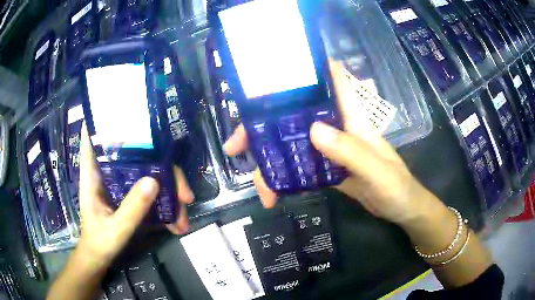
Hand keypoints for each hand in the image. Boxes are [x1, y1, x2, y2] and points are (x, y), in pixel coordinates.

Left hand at [77, 123, 192, 270]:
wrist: (100, 256)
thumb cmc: (100, 241)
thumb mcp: (116, 229)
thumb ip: (132, 209)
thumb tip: (155, 181)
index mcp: (94, 173)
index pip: (95, 136)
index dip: (107, 118)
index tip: (128, 109)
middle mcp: (108, 171)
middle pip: (138, 155)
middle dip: (164, 170)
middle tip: (184, 195)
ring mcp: (120, 182)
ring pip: (148, 172)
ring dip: (169, 192)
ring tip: (183, 219)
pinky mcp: (129, 193)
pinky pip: (150, 189)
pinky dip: (165, 204)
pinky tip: (176, 223)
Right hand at [224, 60, 431, 225]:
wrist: (401, 209)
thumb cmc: (397, 187)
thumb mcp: (377, 172)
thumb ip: (350, 151)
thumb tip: (313, 130)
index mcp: (351, 117)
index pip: (329, 79)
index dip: (302, 69)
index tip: (268, 75)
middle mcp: (336, 126)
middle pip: (293, 115)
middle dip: (262, 126)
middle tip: (236, 146)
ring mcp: (328, 148)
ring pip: (291, 143)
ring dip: (269, 160)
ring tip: (259, 187)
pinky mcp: (326, 167)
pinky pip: (298, 166)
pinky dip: (283, 178)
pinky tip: (273, 193)